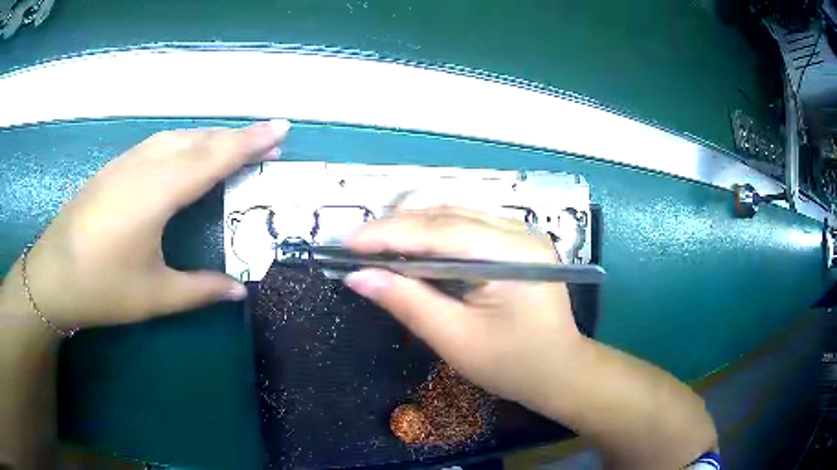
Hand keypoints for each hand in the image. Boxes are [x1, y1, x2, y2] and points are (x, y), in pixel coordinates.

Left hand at [17, 120, 288, 330]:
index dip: (249, 142)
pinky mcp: (114, 168)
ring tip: (233, 148)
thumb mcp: (154, 296)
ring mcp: (126, 163)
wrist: (52, 275)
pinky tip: (188, 156)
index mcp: (157, 193)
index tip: (281, 127)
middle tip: (267, 143)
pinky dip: (185, 143)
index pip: (213, 158)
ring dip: (210, 137)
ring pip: (178, 137)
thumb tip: (240, 289)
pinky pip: (159, 144)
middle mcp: (144, 166)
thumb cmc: (102, 287)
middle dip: (236, 138)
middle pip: (198, 140)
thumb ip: (200, 289)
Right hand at [343, 207, 583, 408]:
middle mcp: (519, 233)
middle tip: (356, 242)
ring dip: (414, 226)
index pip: (440, 232)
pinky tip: (413, 245)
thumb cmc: (512, 364)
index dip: (389, 234)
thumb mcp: (456, 339)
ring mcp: (522, 235)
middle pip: (448, 216)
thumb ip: (407, 302)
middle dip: (398, 226)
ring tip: (377, 241)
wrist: (559, 371)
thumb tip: (358, 277)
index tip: (347, 241)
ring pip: (456, 215)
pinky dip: (435, 233)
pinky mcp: (517, 243)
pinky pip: (468, 226)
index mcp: (512, 255)